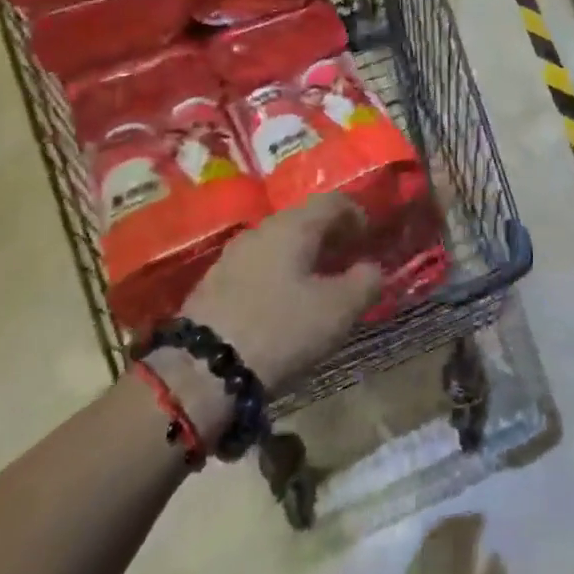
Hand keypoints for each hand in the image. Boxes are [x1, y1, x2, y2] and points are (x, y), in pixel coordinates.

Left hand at [178, 193, 382, 393]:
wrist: (200, 371)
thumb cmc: (280, 330)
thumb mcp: (338, 310)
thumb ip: (365, 282)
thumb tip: (372, 268)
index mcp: (294, 226)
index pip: (333, 201)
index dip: (357, 214)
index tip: (370, 238)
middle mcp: (262, 229)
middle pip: (304, 220)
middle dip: (330, 236)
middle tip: (349, 261)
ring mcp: (233, 254)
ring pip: (279, 243)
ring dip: (303, 256)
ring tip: (319, 284)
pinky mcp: (214, 282)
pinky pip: (259, 265)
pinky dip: (280, 273)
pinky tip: (284, 302)